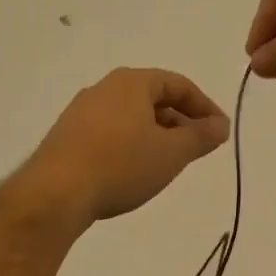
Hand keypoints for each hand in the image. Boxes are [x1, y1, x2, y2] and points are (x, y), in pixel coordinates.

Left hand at [24, 68, 230, 223]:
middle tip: (196, 149)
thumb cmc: (121, 165)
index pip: (178, 84)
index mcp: (131, 82)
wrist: (55, 193)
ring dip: (155, 135)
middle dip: (180, 122)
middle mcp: (104, 88)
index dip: (204, 107)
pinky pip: (110, 132)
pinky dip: (130, 145)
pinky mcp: (66, 136)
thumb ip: (201, 137)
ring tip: (167, 163)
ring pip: (130, 117)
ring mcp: (80, 112)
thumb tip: (221, 125)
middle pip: (153, 98)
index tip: (220, 132)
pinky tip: (133, 171)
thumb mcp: (172, 153)